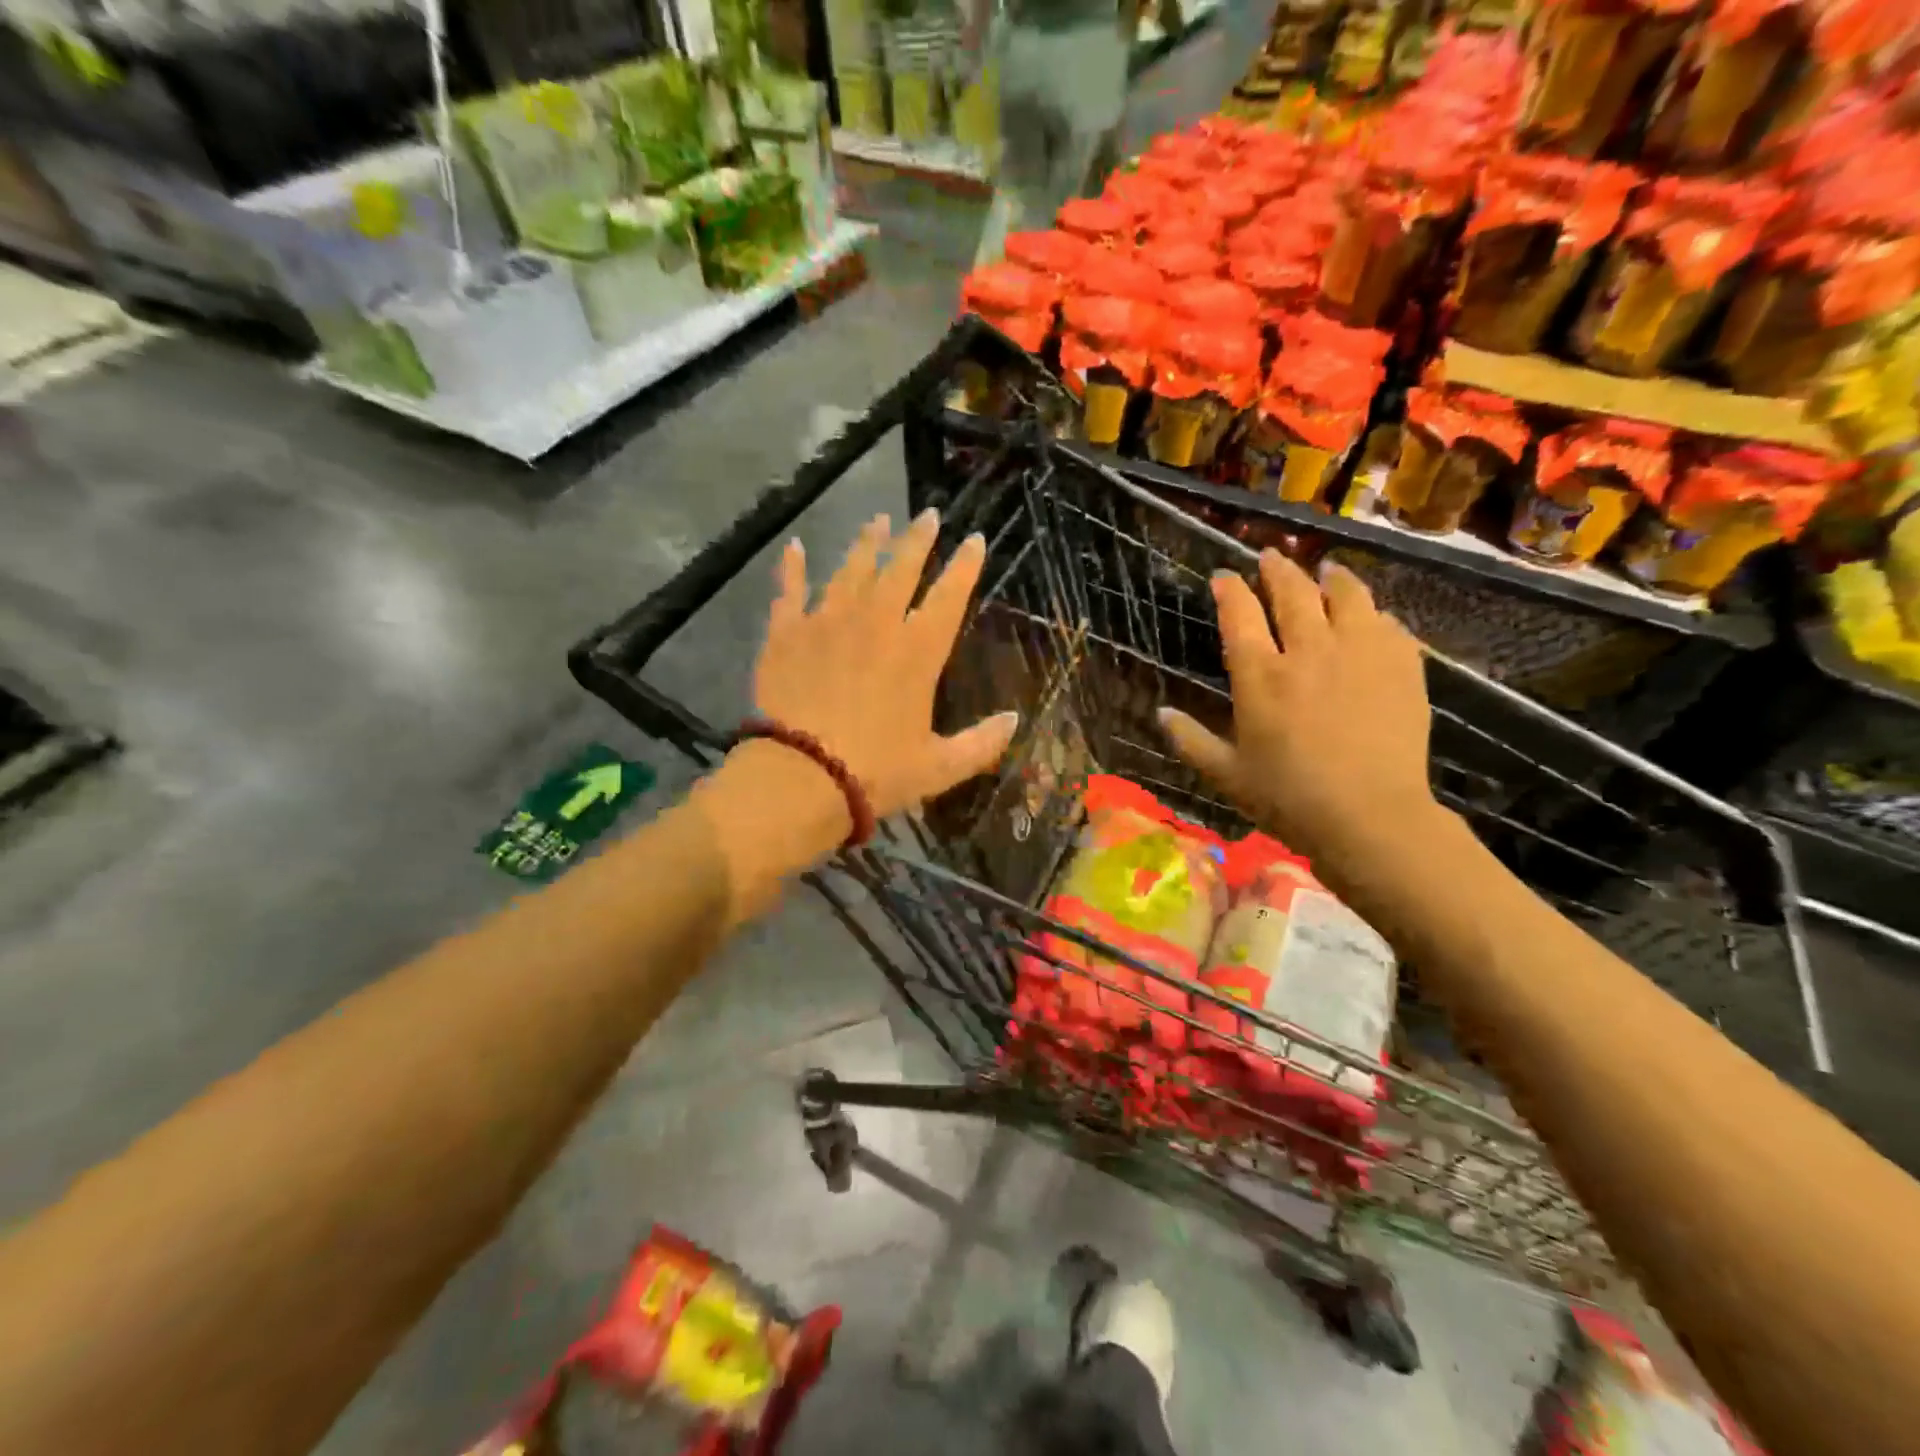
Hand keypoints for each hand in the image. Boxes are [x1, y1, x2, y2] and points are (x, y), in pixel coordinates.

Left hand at [694, 511, 1017, 917]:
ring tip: (878, 521)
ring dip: (867, 544)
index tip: (975, 540)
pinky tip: (796, 547)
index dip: (965, 566)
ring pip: (851, 570)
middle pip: (901, 570)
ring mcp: (827, 623)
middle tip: (929, 514)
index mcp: (917, 652)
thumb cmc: (876, 773)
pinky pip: (790, 591)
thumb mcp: (940, 767)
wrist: (800, 778)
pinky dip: (793, 568)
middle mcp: (875, 624)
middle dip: (918, 540)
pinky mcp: (786, 635)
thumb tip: (1016, 719)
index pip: (949, 597)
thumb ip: (982, 743)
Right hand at [1157, 550, 1435, 883]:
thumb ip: (1190, 740)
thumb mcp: (1226, 775)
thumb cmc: (1288, 798)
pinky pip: (1388, 624)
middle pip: (1292, 592)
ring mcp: (1360, 653)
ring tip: (1326, 570)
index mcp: (1261, 675)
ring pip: (1347, 595)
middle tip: (1271, 557)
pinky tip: (1371, 617)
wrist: (1371, 817)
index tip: (1222, 576)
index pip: (1240, 614)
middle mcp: (1309, 650)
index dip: (1229, 589)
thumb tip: (1160, 714)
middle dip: (1277, 569)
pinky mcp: (1402, 666)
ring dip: (1331, 578)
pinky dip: (1374, 614)